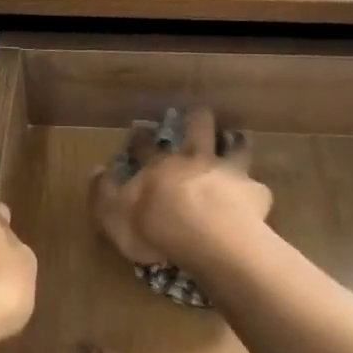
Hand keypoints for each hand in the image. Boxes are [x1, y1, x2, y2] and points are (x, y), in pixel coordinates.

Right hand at [91, 108, 271, 271]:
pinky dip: (254, 191)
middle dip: (196, 119)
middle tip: (197, 115)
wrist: (207, 237)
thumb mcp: (113, 215)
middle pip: (197, 128)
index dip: (141, 137)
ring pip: (235, 147)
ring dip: (235, 144)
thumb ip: (102, 193)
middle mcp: (194, 160)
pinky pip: (257, 187)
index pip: (145, 145)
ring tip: (237, 141)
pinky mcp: (253, 192)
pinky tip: (255, 196)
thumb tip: (96, 170)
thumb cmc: (155, 228)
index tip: (139, 129)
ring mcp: (227, 172)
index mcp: (159, 166)